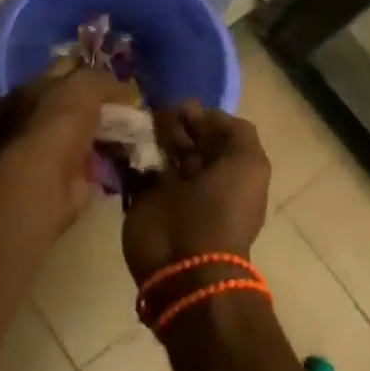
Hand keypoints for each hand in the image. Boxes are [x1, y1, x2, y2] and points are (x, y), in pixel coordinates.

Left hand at [0, 66, 136, 234]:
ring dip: (109, 134)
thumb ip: (105, 81)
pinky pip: (95, 163)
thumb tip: (128, 90)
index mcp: (31, 89)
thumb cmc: (60, 121)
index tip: (120, 76)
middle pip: (76, 105)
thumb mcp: (85, 85)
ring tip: (140, 130)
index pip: (65, 71)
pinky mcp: (66, 177)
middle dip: (104, 106)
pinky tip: (133, 156)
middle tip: (135, 105)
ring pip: (87, 134)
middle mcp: (35, 118)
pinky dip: (112, 161)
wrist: (49, 179)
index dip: (91, 70)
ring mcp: (50, 150)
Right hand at [123, 102, 271, 283]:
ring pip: (157, 148)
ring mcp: (168, 187)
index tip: (181, 108)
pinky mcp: (140, 197)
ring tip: (137, 123)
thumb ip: (235, 132)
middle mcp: (199, 176)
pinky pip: (132, 167)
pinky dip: (126, 151)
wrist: (184, 263)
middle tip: (155, 115)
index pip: (212, 131)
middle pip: (184, 137)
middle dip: (171, 122)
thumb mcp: (248, 164)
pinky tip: (121, 137)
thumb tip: (198, 113)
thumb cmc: (221, 210)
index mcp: (228, 169)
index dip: (199, 116)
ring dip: (148, 133)